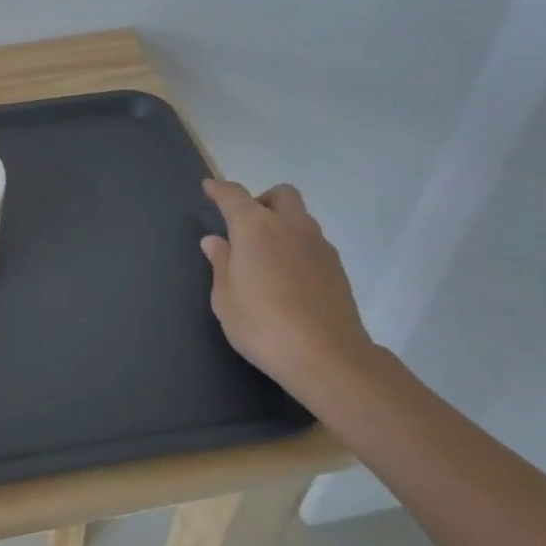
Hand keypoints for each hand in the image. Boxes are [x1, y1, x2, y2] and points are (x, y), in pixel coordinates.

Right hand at [200, 180, 376, 395]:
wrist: (327, 357)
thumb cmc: (262, 326)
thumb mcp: (225, 299)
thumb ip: (221, 263)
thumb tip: (216, 241)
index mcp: (256, 229)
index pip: (234, 196)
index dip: (219, 190)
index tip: (209, 189)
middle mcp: (291, 227)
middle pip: (280, 195)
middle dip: (261, 200)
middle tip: (245, 226)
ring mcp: (319, 246)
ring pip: (300, 217)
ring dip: (281, 224)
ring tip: (265, 256)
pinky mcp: (337, 267)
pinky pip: (312, 242)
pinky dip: (296, 246)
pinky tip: (287, 276)